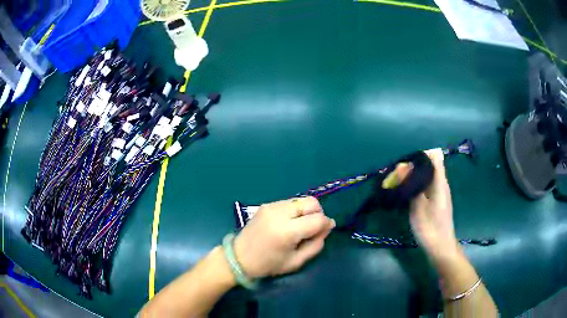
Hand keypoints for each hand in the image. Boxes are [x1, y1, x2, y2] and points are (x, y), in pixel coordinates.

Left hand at [234, 196, 334, 277]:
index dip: (326, 224)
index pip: (318, 219)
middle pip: (312, 202)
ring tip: (300, 226)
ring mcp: (272, 206)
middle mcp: (279, 213)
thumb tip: (328, 226)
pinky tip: (289, 223)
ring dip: (307, 211)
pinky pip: (290, 202)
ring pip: (301, 200)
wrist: (239, 257)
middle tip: (313, 228)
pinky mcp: (266, 204)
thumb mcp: (296, 261)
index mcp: (287, 231)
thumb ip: (316, 244)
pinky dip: (296, 210)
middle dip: (318, 214)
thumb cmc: (268, 264)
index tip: (324, 232)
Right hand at [409, 149, 458, 261]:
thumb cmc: (430, 227)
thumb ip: (411, 185)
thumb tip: (402, 166)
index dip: (421, 155)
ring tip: (400, 183)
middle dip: (414, 166)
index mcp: (439, 181)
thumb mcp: (417, 206)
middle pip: (430, 165)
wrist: (440, 247)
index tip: (407, 162)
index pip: (435, 156)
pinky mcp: (437, 200)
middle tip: (398, 175)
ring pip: (428, 175)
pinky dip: (417, 185)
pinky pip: (427, 184)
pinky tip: (408, 193)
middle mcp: (442, 183)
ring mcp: (440, 191)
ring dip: (414, 176)